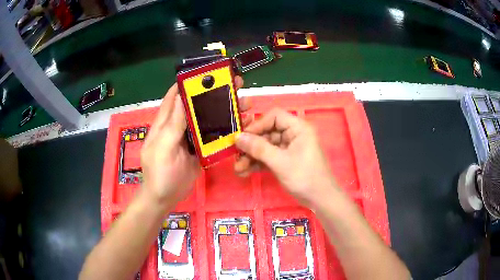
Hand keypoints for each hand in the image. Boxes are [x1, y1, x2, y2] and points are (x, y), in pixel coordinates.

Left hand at [141, 77, 245, 210]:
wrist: (166, 199)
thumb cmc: (160, 174)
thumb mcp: (164, 149)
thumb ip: (172, 124)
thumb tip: (180, 96)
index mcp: (165, 122)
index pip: (176, 96)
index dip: (189, 82)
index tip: (208, 73)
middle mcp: (178, 126)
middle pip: (196, 105)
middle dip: (214, 94)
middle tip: (236, 87)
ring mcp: (190, 138)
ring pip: (207, 119)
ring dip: (224, 111)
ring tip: (244, 105)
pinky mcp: (199, 149)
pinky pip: (213, 136)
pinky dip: (225, 129)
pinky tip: (240, 126)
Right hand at [234, 109, 336, 206]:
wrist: (320, 200)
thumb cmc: (304, 177)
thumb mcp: (280, 162)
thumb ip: (258, 148)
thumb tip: (238, 137)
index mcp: (298, 128)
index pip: (274, 116)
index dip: (257, 125)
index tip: (243, 137)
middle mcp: (293, 135)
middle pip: (267, 133)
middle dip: (251, 146)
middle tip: (236, 156)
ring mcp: (289, 148)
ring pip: (266, 147)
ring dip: (252, 157)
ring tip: (238, 169)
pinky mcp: (286, 160)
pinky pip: (269, 157)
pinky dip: (258, 164)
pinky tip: (245, 172)